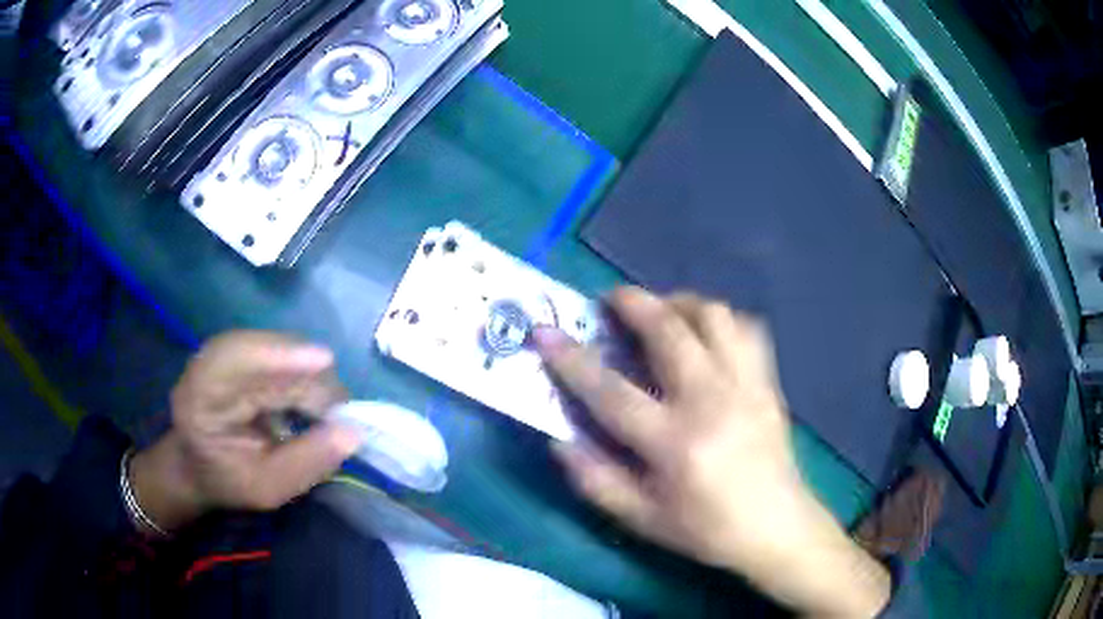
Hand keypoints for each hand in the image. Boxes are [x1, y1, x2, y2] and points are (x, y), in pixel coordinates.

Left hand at [130, 332, 361, 532]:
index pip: (234, 358)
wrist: (198, 466)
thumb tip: (354, 432)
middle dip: (311, 378)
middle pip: (267, 350)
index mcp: (199, 396)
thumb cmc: (227, 482)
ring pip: (279, 348)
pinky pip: (281, 354)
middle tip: (343, 417)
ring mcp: (226, 352)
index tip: (324, 361)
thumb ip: (306, 462)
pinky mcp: (242, 353)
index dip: (278, 355)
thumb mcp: (267, 488)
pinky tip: (313, 402)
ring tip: (329, 413)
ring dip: (312, 378)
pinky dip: (304, 377)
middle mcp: (209, 362)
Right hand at [534, 287, 888, 616]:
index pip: (611, 391)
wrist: (777, 527)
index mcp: (675, 443)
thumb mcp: (643, 519)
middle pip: (669, 330)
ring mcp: (745, 385)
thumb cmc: (707, 529)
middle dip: (632, 302)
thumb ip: (596, 481)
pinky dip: (720, 320)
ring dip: (680, 303)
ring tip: (661, 313)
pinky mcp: (767, 382)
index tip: (545, 330)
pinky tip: (706, 334)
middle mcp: (711, 401)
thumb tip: (558, 441)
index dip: (572, 359)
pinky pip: (747, 328)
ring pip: (713, 316)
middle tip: (611, 300)